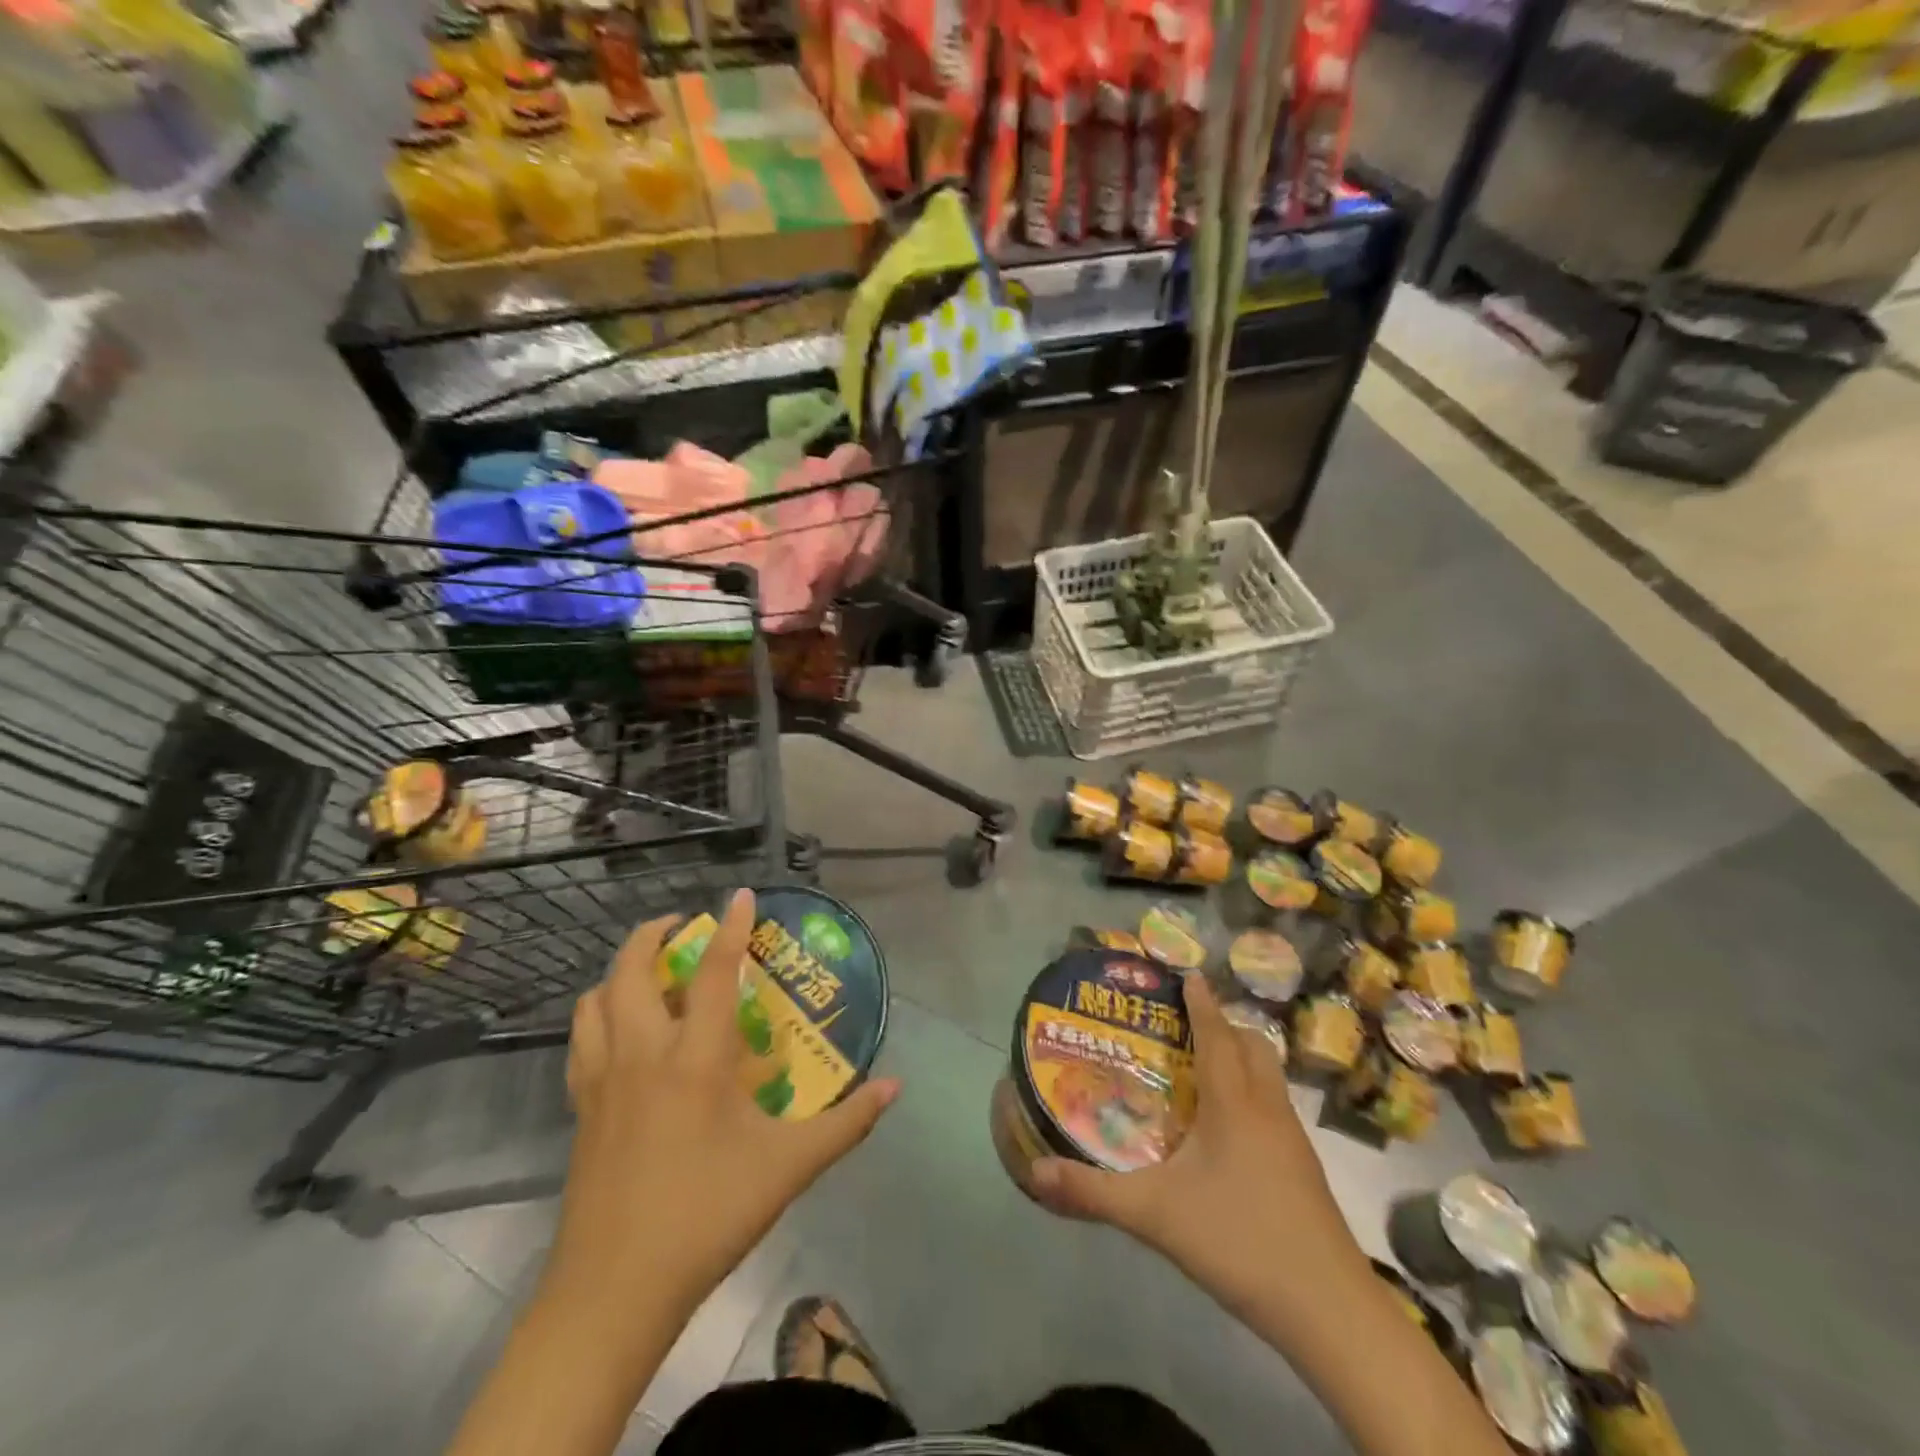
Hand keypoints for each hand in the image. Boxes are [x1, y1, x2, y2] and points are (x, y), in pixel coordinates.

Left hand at [547, 888, 899, 1322]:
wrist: (614, 1291)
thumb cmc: (707, 1216)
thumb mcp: (790, 1168)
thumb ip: (847, 1123)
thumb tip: (895, 1086)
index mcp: (695, 1059)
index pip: (716, 973)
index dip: (731, 927)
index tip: (741, 895)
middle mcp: (643, 1053)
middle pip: (631, 970)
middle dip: (653, 934)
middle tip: (684, 926)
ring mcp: (602, 1079)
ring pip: (595, 1000)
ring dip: (619, 971)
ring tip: (649, 970)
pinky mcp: (580, 1108)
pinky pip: (581, 1039)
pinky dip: (599, 1013)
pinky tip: (621, 1030)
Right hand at [1029, 975, 1369, 1343]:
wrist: (1330, 1311)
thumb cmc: (1240, 1241)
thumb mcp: (1155, 1216)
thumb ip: (1094, 1193)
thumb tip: (1036, 1173)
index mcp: (1235, 1103)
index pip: (1217, 1034)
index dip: (1202, 1002)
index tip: (1189, 973)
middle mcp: (1268, 1109)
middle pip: (1253, 1046)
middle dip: (1224, 1025)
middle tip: (1187, 1025)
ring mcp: (1293, 1141)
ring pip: (1269, 1077)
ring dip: (1242, 1058)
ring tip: (1203, 1069)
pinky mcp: (1304, 1170)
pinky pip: (1276, 1108)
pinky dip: (1252, 1094)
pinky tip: (1229, 1129)